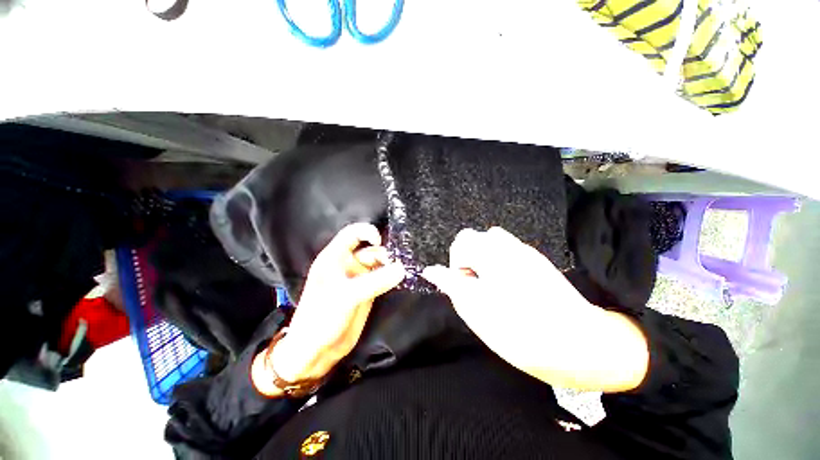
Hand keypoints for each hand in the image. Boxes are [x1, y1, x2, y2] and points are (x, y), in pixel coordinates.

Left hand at [252, 223, 404, 396]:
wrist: (317, 350)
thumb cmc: (322, 317)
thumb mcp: (347, 296)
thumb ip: (375, 281)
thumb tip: (401, 269)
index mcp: (335, 257)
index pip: (352, 234)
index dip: (366, 232)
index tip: (380, 241)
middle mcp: (348, 264)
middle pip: (370, 250)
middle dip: (385, 254)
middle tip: (398, 263)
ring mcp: (358, 278)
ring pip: (379, 264)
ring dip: (390, 266)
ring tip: (402, 272)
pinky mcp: (367, 291)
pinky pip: (382, 278)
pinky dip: (391, 277)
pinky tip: (401, 279)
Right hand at [421, 227, 648, 392]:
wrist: (579, 344)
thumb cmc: (520, 331)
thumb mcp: (475, 311)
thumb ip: (451, 285)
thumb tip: (431, 271)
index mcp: (491, 256)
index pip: (461, 243)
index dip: (456, 265)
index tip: (464, 286)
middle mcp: (508, 247)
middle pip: (474, 237)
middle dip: (468, 258)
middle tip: (476, 285)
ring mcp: (524, 251)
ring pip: (491, 241)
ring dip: (483, 257)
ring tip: (490, 282)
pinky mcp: (536, 260)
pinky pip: (508, 249)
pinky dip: (498, 261)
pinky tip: (508, 284)